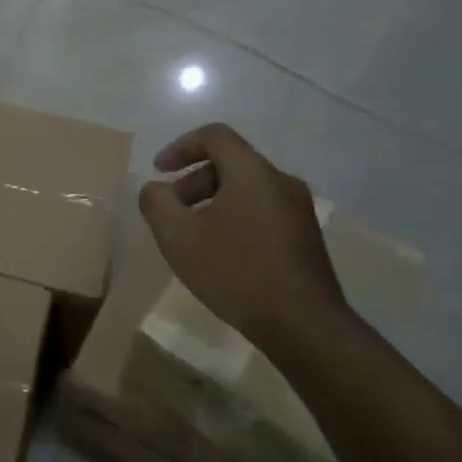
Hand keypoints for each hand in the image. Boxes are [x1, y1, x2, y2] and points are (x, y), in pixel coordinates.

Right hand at [137, 123, 348, 343]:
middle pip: (230, 163)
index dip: (181, 147)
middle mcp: (281, 181)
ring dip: (212, 202)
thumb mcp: (178, 236)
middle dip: (193, 181)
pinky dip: (235, 218)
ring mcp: (299, 210)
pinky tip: (222, 254)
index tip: (159, 171)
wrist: (303, 325)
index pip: (214, 136)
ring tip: (193, 236)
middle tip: (170, 211)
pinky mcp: (306, 237)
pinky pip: (262, 211)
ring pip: (247, 190)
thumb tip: (156, 189)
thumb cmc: (235, 271)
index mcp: (252, 171)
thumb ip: (156, 202)